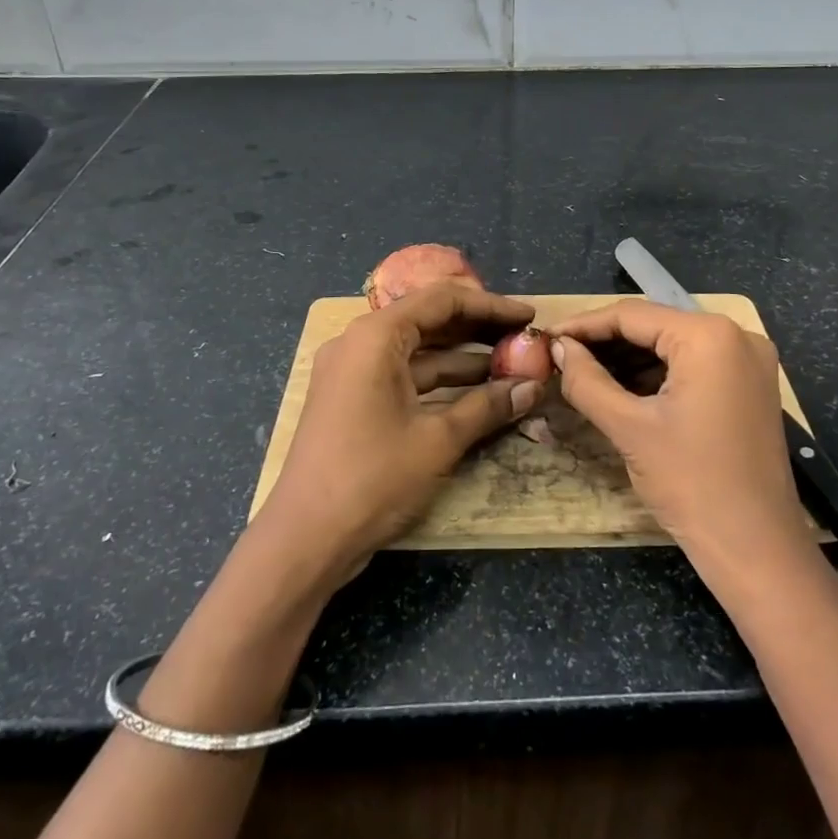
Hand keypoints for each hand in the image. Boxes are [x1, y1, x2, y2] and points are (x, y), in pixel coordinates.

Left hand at [252, 281, 542, 589]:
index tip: (528, 317)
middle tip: (523, 339)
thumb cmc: (372, 478)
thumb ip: (486, 406)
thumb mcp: (437, 439)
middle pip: (428, 319)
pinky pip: (403, 375)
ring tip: (510, 365)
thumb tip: (532, 387)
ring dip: (462, 357)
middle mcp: (360, 342)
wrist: (305, 539)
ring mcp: (352, 371)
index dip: (490, 305)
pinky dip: (439, 381)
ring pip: (417, 350)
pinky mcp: (352, 399)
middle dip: (478, 329)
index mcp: (376, 336)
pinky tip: (476, 392)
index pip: (441, 299)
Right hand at [550, 300, 809, 569]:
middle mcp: (736, 335)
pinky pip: (693, 364)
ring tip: (583, 372)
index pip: (632, 315)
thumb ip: (587, 380)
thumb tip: (558, 347)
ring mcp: (748, 361)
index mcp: (709, 336)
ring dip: (629, 358)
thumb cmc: (691, 484)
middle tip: (561, 357)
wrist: (757, 550)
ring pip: (672, 345)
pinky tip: (622, 388)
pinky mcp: (750, 386)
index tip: (547, 337)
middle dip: (605, 342)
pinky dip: (657, 374)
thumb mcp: (629, 428)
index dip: (584, 325)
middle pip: (654, 326)